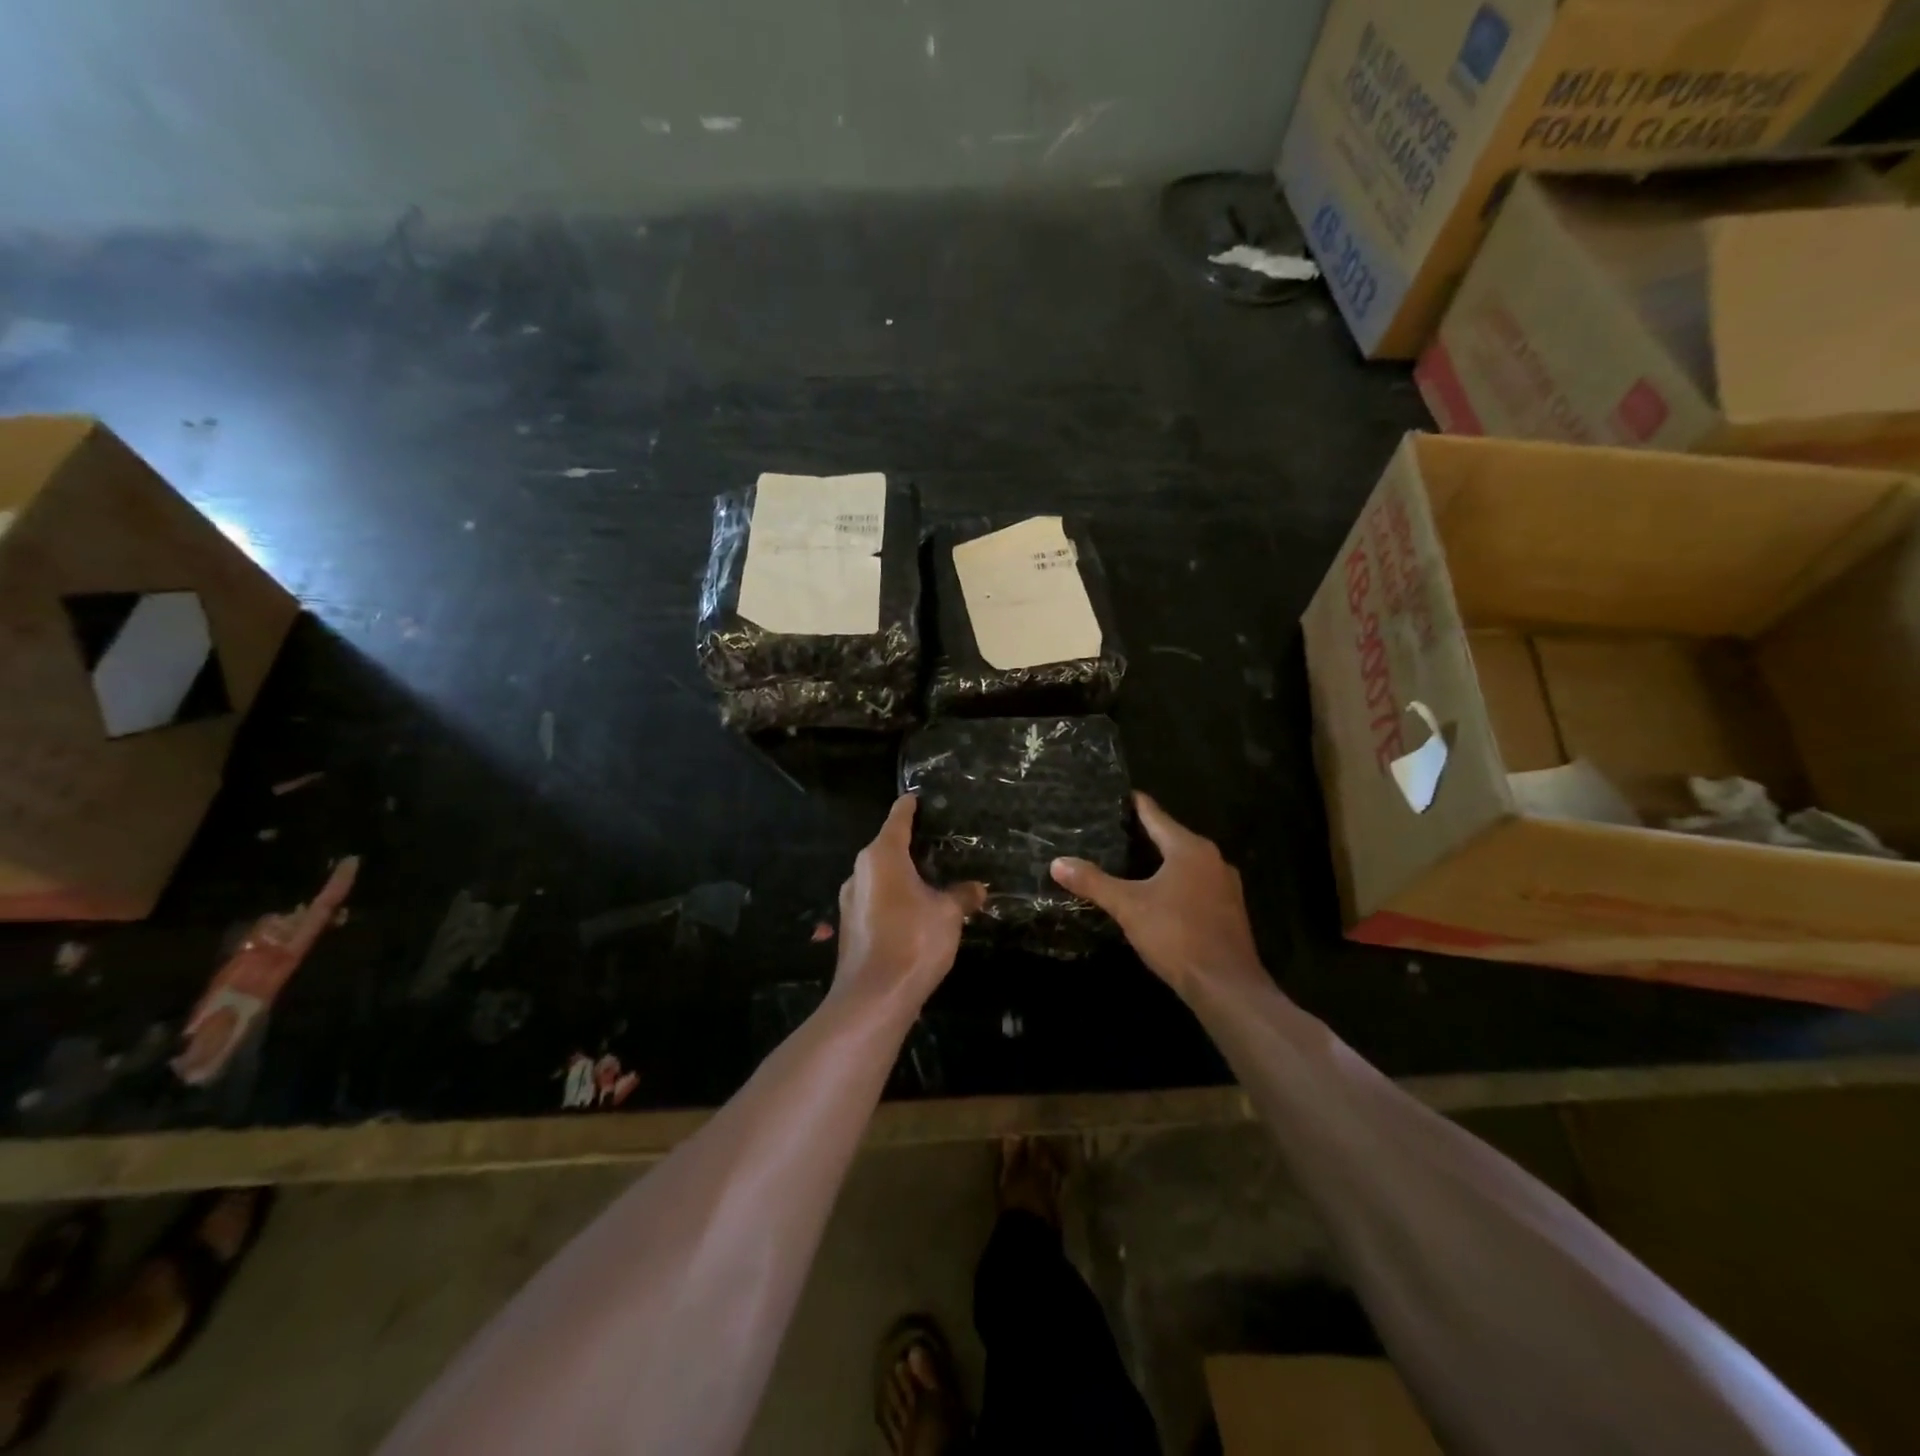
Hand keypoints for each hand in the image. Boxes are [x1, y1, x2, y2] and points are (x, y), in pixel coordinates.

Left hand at [834, 796, 985, 1013]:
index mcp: (881, 856)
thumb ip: (962, 896)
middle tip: (940, 842)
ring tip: (932, 878)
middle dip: (911, 844)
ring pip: (880, 876)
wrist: (874, 998)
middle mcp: (860, 872)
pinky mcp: (851, 926)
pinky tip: (916, 911)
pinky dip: (895, 897)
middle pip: (886, 846)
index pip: (898, 819)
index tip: (919, 797)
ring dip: (902, 875)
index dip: (910, 807)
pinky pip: (877, 899)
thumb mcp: (948, 914)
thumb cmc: (913, 941)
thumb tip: (977, 888)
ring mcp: (851, 900)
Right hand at [1050, 793, 1266, 1000]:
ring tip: (1130, 862)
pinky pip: (1197, 884)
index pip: (1155, 815)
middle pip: (1172, 837)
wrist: (1225, 985)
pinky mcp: (1229, 910)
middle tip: (1111, 831)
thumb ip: (1093, 882)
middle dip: (1144, 834)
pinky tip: (1158, 895)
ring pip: (1186, 863)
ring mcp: (1225, 886)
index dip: (1134, 804)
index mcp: (1189, 848)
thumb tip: (1057, 862)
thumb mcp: (1128, 906)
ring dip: (1162, 861)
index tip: (1114, 796)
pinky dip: (1176, 883)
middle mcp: (1212, 859)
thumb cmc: (1176, 934)